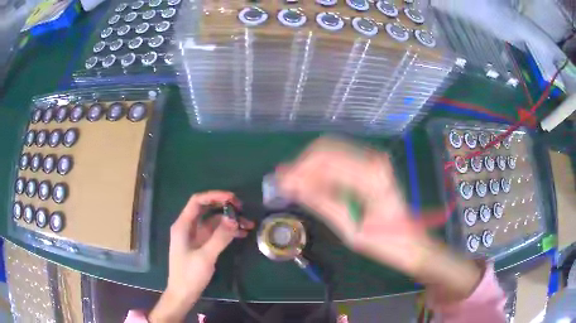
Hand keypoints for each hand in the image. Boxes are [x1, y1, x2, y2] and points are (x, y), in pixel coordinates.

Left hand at [149, 191, 254, 322]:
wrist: (183, 294)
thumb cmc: (189, 275)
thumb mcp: (205, 256)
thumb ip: (219, 237)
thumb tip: (233, 218)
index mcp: (183, 225)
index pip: (197, 201)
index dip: (214, 196)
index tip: (233, 199)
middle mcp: (189, 227)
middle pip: (206, 209)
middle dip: (224, 207)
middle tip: (242, 209)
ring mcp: (195, 236)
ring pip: (213, 222)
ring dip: (229, 221)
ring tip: (248, 224)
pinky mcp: (202, 245)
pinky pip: (216, 233)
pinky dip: (228, 232)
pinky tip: (242, 234)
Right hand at [277, 137, 481, 301]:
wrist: (411, 243)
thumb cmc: (386, 242)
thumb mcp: (350, 228)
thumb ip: (322, 203)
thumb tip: (291, 186)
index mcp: (371, 175)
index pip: (325, 159)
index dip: (298, 169)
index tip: (280, 183)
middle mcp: (373, 160)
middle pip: (326, 149)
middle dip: (302, 165)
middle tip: (284, 185)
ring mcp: (374, 161)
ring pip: (331, 152)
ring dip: (310, 167)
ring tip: (294, 187)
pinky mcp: (372, 167)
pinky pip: (340, 161)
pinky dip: (323, 171)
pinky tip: (312, 185)